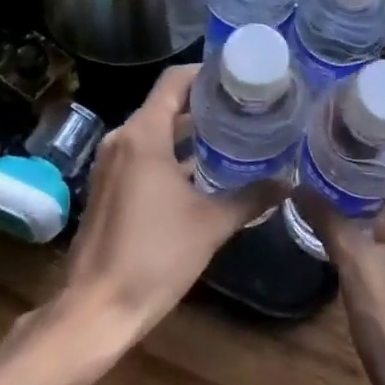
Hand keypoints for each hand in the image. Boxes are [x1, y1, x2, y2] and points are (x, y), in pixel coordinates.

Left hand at [58, 65, 276, 348]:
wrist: (94, 311)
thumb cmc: (154, 258)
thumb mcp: (210, 225)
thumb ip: (251, 198)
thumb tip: (289, 182)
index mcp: (143, 135)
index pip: (175, 80)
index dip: (208, 72)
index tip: (242, 76)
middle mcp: (123, 139)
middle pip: (167, 102)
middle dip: (205, 102)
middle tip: (247, 105)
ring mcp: (111, 164)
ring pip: (155, 129)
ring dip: (189, 129)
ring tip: (233, 132)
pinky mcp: (109, 186)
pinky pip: (144, 152)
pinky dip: (172, 151)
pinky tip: (204, 169)